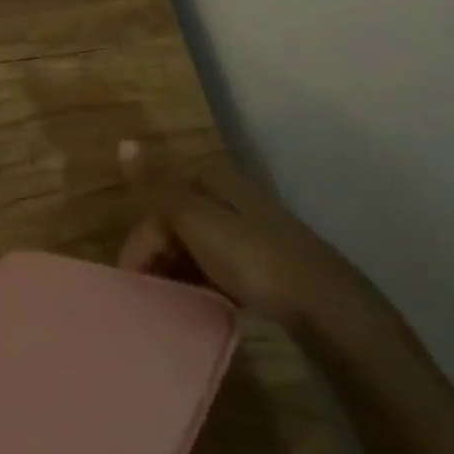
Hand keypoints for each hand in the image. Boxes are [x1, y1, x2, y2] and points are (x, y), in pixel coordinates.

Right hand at [116, 139, 378, 332]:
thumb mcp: (196, 220)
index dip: (143, 235)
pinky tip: (202, 303)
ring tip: (172, 303)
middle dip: (158, 253)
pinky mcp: (267, 265)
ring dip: (178, 270)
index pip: (160, 197)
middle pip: (177, 220)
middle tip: (151, 294)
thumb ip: (157, 186)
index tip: (134, 277)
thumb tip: (123, 143)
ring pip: (197, 245)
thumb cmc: (254, 259)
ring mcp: (251, 232)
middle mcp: (230, 198)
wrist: (331, 311)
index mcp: (213, 180)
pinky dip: (203, 282)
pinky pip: (219, 267)